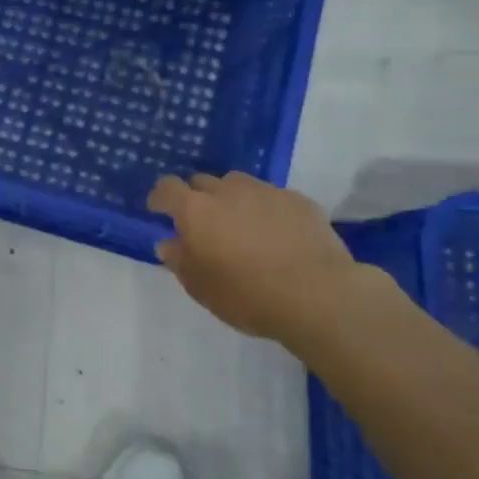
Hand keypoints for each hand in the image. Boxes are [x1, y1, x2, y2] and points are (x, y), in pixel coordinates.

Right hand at [149, 172, 358, 345]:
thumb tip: (169, 242)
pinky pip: (271, 197)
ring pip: (237, 184)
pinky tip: (276, 234)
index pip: (167, 188)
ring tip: (241, 225)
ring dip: (231, 199)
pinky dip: (265, 209)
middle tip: (204, 225)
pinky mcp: (297, 200)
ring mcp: (265, 191)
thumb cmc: (248, 296)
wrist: (319, 296)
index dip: (160, 198)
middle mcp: (227, 191)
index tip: (159, 212)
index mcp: (196, 210)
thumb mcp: (200, 288)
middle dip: (197, 198)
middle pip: (202, 182)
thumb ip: (179, 260)